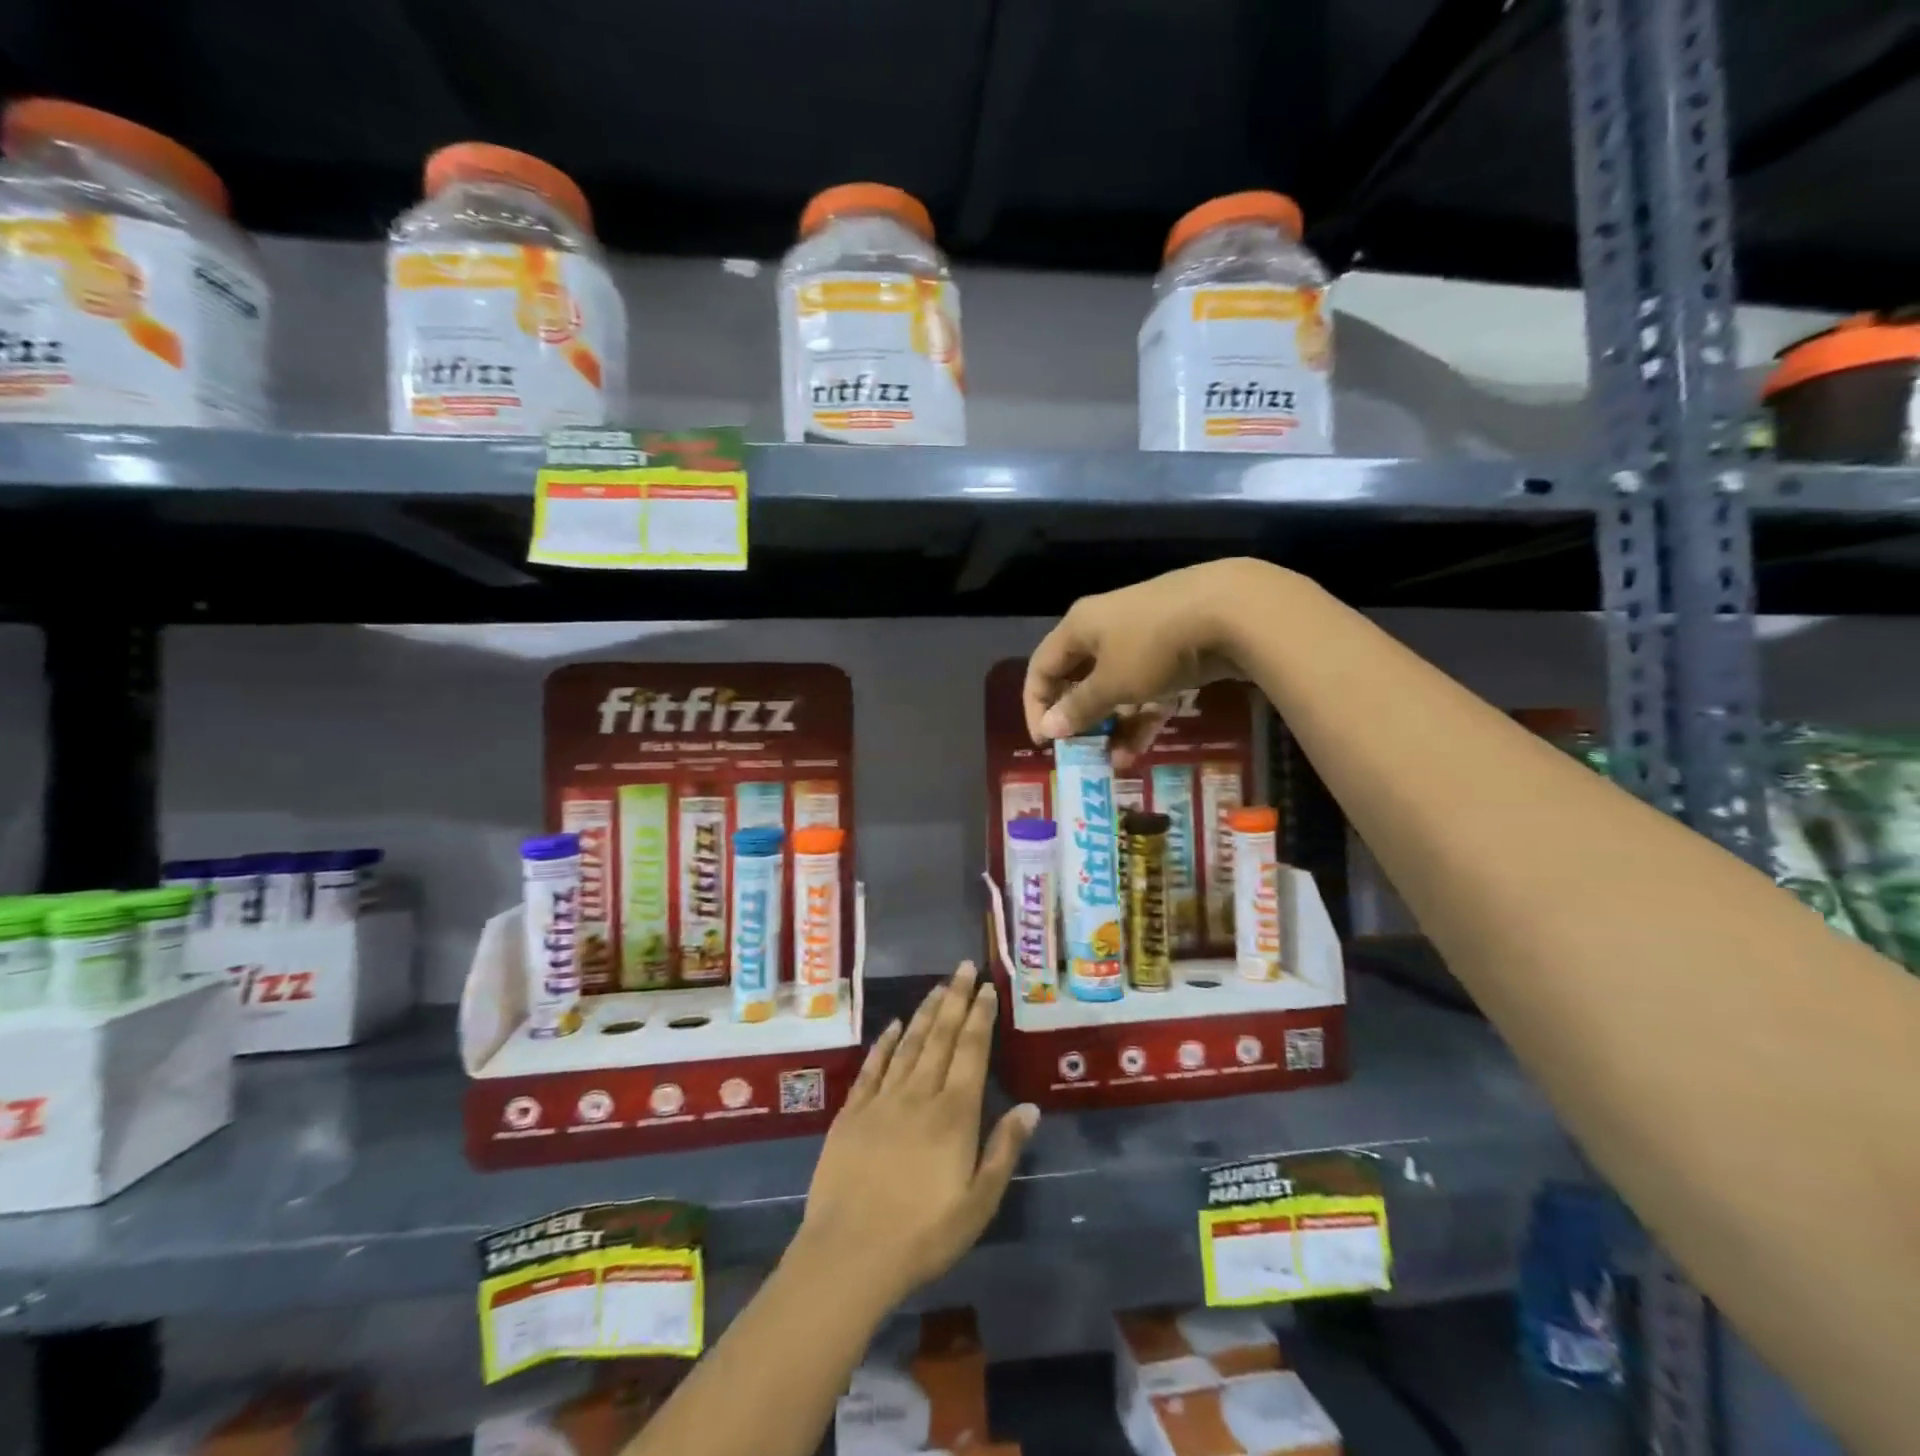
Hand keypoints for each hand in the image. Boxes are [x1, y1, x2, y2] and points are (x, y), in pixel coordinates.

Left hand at [795, 962, 1038, 1310]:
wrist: (850, 1254)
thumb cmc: (924, 1235)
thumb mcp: (979, 1203)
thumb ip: (1003, 1150)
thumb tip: (1029, 1107)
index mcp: (954, 1114)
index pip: (972, 1052)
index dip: (980, 1017)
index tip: (987, 988)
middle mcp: (920, 1095)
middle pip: (941, 1037)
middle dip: (955, 999)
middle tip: (964, 967)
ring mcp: (882, 1100)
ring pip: (909, 1044)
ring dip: (926, 1013)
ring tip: (938, 987)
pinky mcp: (852, 1112)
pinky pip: (872, 1067)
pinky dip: (885, 1043)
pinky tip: (894, 1026)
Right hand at [1023, 559, 1272, 764]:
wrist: (1231, 610)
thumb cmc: (1154, 646)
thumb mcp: (1113, 683)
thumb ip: (1079, 707)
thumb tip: (1048, 728)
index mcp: (1080, 627)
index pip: (1042, 667)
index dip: (1036, 705)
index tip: (1045, 742)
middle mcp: (1106, 629)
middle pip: (1080, 679)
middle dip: (1081, 720)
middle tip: (1083, 752)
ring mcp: (1144, 639)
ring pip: (1118, 689)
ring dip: (1115, 726)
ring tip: (1119, 762)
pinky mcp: (1175, 651)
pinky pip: (1149, 689)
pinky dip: (1144, 715)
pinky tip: (1143, 746)